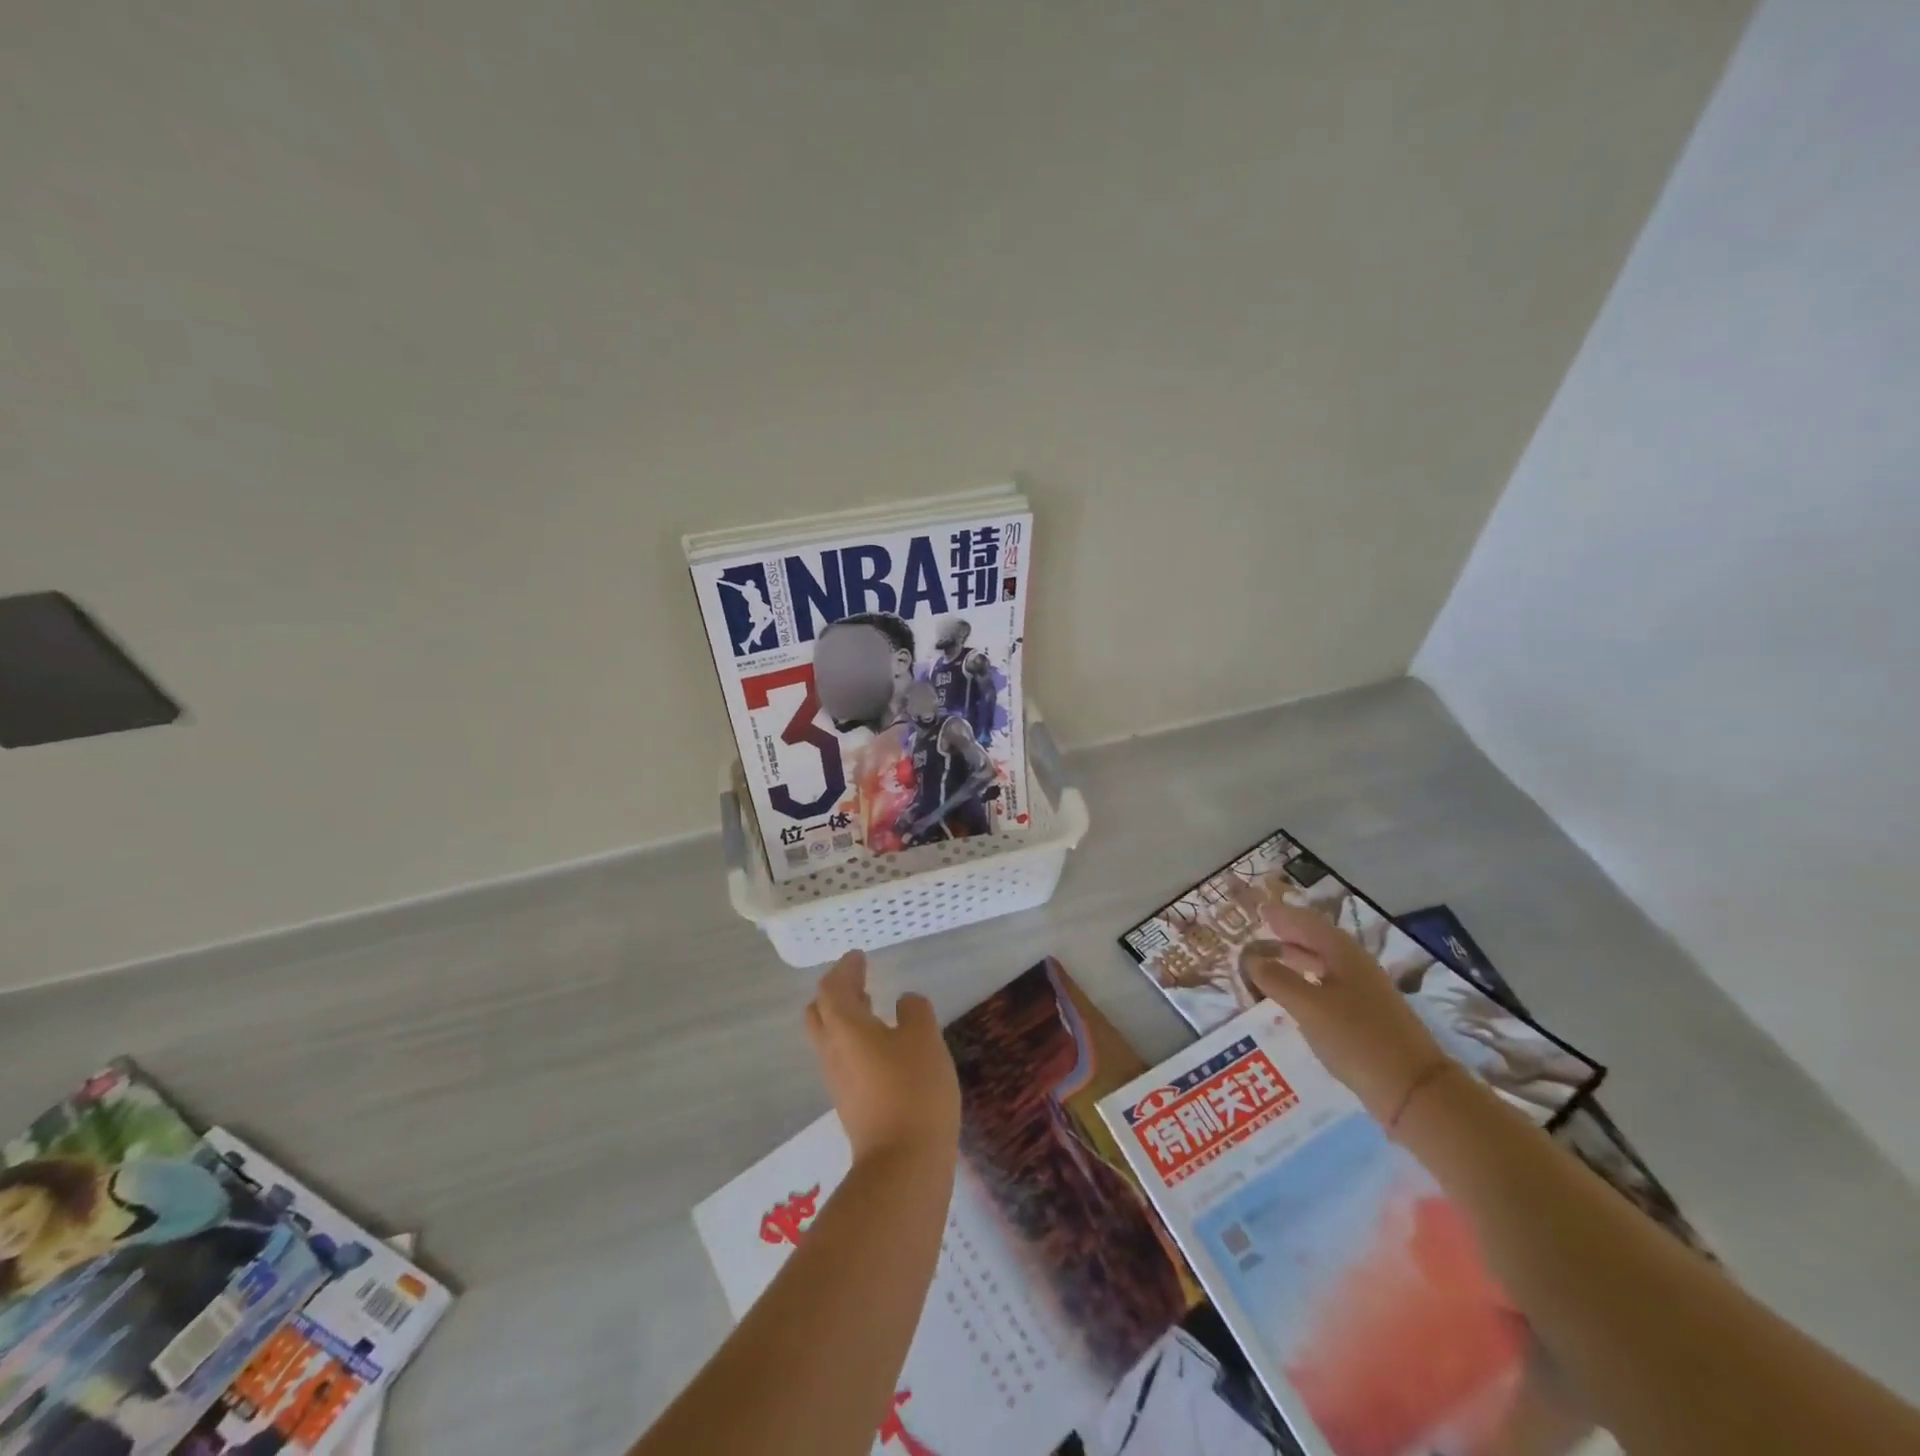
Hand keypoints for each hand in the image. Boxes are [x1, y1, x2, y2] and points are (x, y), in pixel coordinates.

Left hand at [805, 951, 960, 1169]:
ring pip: (830, 1038)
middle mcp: (832, 1051)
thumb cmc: (914, 1089)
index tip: (858, 957)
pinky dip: (855, 1040)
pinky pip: (843, 1059)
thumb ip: (915, 1011)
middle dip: (836, 993)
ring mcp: (838, 1081)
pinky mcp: (850, 1104)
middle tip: (860, 980)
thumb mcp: (925, 1038)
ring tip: (872, 1006)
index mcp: (845, 1027)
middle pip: (819, 1013)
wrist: (903, 1164)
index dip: (844, 969)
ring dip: (845, 1017)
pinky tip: (883, 1046)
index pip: (831, 988)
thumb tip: (904, 1003)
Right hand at [1241, 901, 1452, 1125]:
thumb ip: (1277, 979)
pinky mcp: (1368, 1019)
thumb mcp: (1309, 1007)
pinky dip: (1309, 981)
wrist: (1415, 1090)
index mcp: (1344, 955)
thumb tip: (1251, 958)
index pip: (1309, 924)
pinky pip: (1331, 987)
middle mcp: (1357, 968)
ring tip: (1274, 958)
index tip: (1262, 908)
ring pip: (1326, 965)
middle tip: (1264, 929)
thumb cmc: (1357, 1038)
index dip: (1285, 915)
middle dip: (1292, 934)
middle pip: (1320, 942)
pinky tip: (1298, 995)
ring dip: (1300, 957)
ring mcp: (1366, 994)